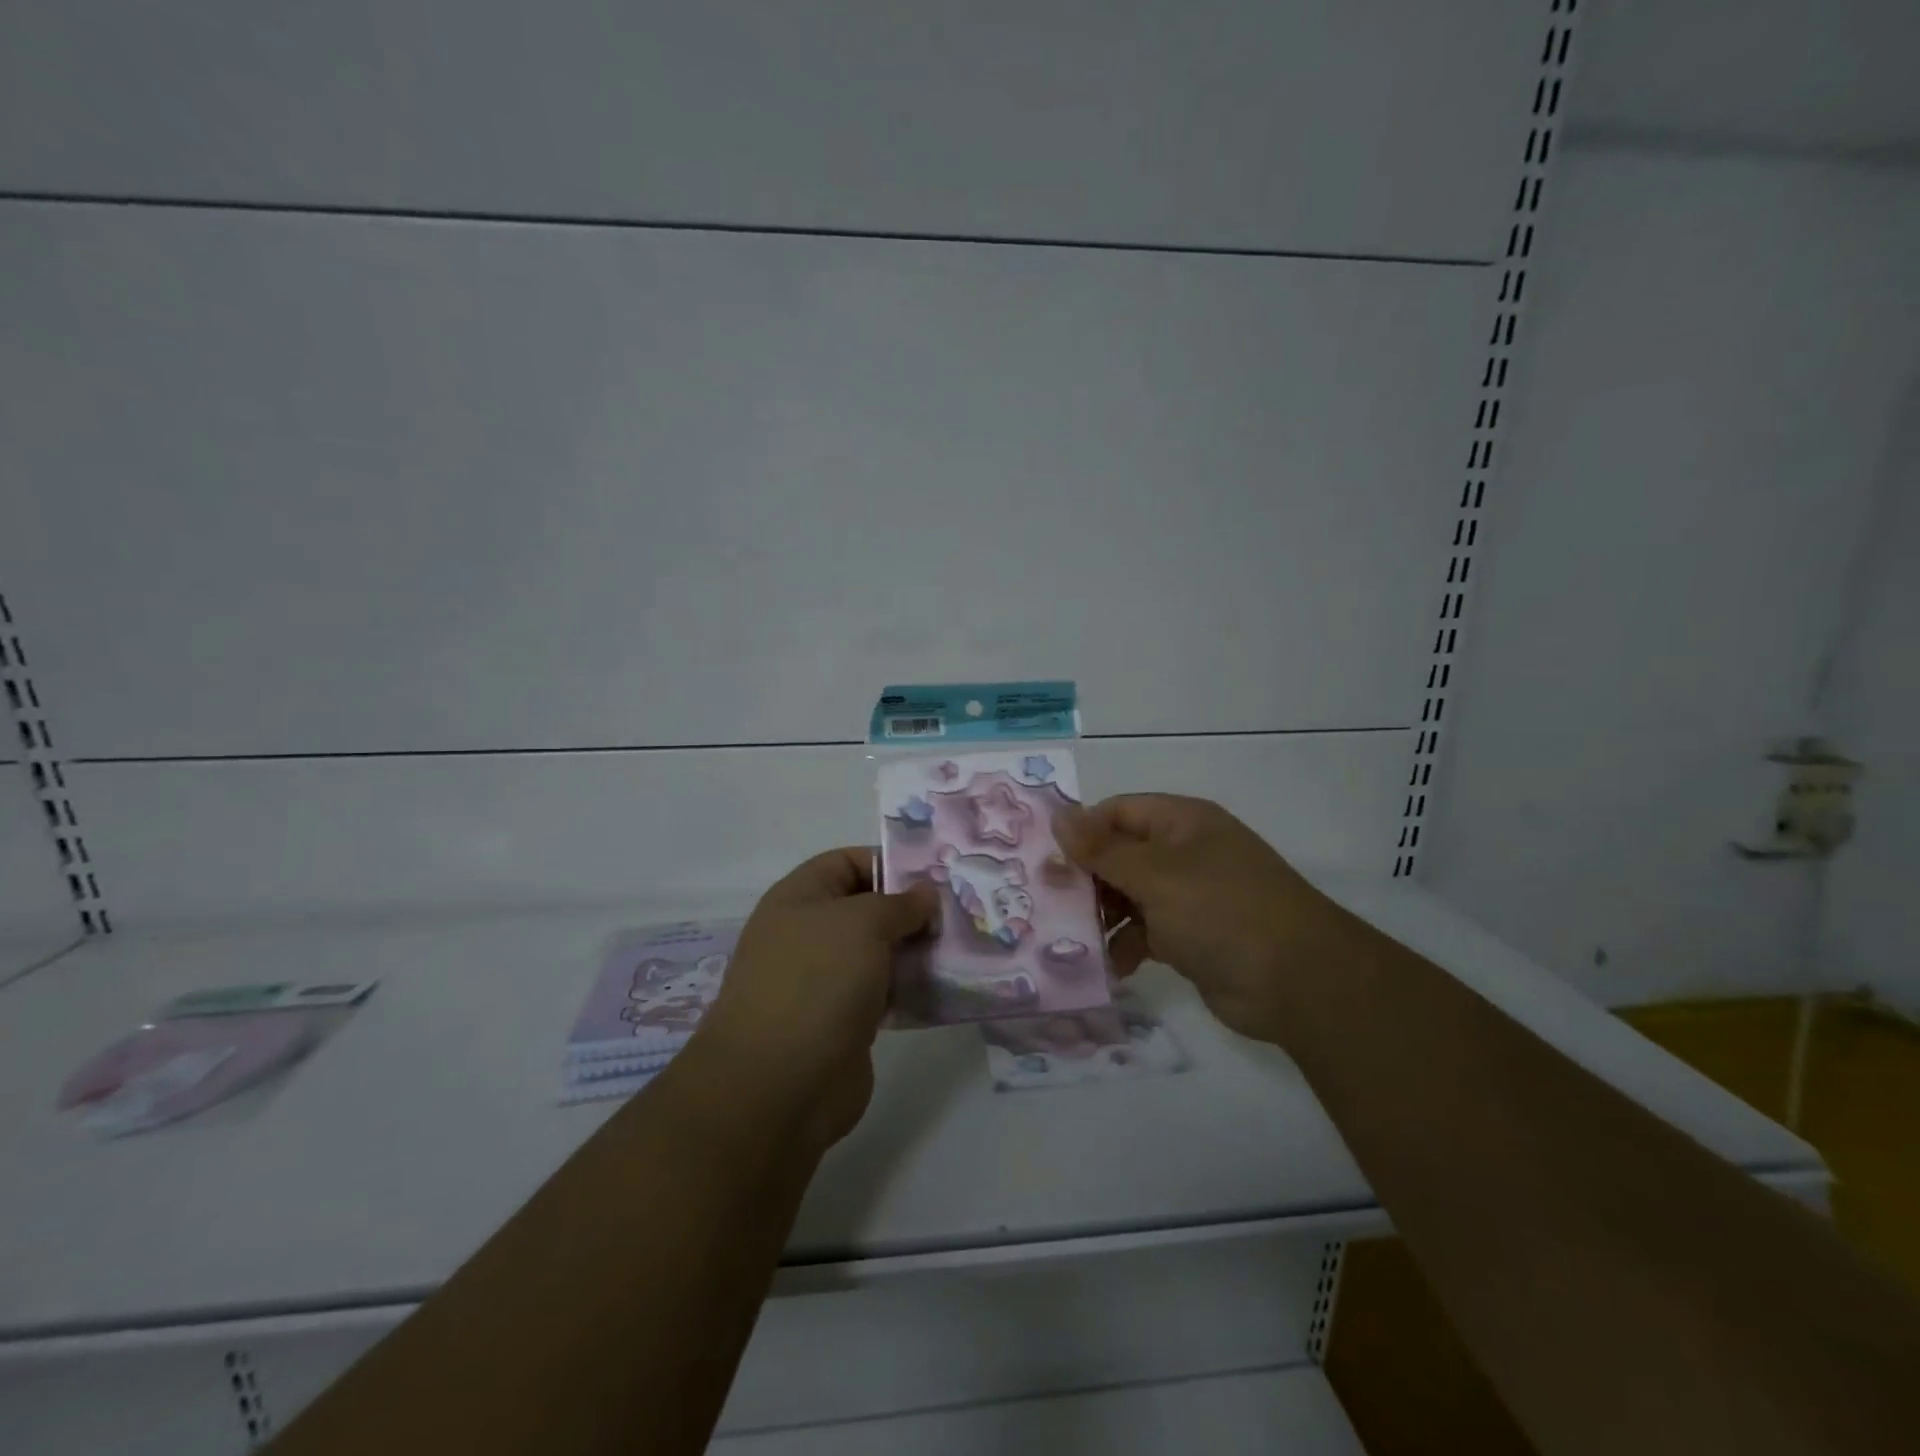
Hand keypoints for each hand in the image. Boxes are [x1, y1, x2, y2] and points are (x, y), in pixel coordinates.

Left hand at [696, 848, 936, 1152]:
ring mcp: (824, 980)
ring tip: (961, 947)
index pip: (847, 862)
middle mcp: (808, 933)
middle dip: (911, 910)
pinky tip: (944, 987)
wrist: (779, 1084)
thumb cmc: (818, 981)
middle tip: (958, 913)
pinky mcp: (842, 1021)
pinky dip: (909, 988)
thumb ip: (900, 903)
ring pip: (878, 952)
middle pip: (867, 908)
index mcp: (800, 897)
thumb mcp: (864, 923)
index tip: (936, 876)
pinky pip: (882, 992)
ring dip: (915, 950)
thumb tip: (925, 895)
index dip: (889, 862)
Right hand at [1055, 794, 1334, 1043]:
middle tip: (1050, 905)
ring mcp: (1188, 896)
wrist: (1298, 983)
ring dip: (1102, 917)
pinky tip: (1110, 965)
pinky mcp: (1190, 937)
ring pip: (1128, 896)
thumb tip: (1058, 816)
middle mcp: (1183, 853)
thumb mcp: (1156, 875)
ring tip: (1073, 940)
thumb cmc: (1222, 911)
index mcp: (1181, 823)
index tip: (1046, 861)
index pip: (1117, 812)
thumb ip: (1102, 849)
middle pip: (1119, 855)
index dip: (1082, 832)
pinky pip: (1144, 932)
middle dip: (1087, 880)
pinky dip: (1126, 945)